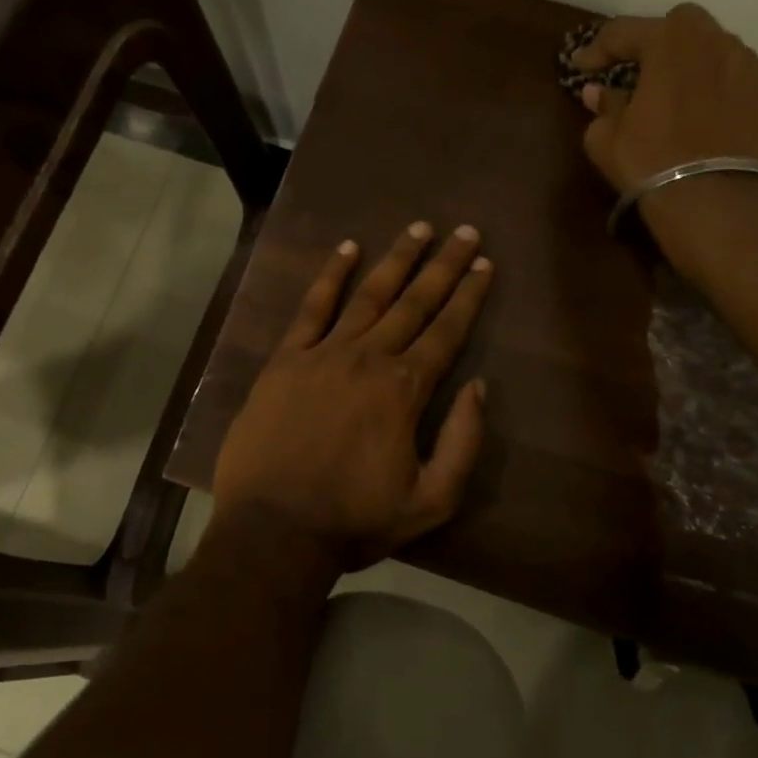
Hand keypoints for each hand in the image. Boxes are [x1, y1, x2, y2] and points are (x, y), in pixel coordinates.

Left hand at [211, 222, 492, 570]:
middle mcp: (369, 358)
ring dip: (396, 259)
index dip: (469, 295)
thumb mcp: (430, 501)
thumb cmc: (354, 519)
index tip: (484, 263)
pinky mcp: (285, 359)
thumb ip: (463, 443)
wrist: (273, 530)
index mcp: (405, 390)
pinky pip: (311, 308)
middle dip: (443, 265)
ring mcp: (324, 353)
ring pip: (368, 294)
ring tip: (418, 228)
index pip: (447, 331)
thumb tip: (479, 387)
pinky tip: (347, 249)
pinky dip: (330, 276)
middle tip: (465, 231)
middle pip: (414, 302)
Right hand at [573, 4, 757, 281]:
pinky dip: (727, 100)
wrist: (719, 205)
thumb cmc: (651, 163)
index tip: (582, 67)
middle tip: (641, 71)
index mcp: (670, 43)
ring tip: (682, 101)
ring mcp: (756, 71)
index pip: (624, 32)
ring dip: (697, 70)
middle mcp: (718, 44)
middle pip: (684, 25)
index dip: (598, 49)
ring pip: (721, 55)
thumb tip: (598, 92)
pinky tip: (715, 128)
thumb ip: (603, 107)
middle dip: (659, 42)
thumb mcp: (606, 139)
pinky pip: (745, 90)